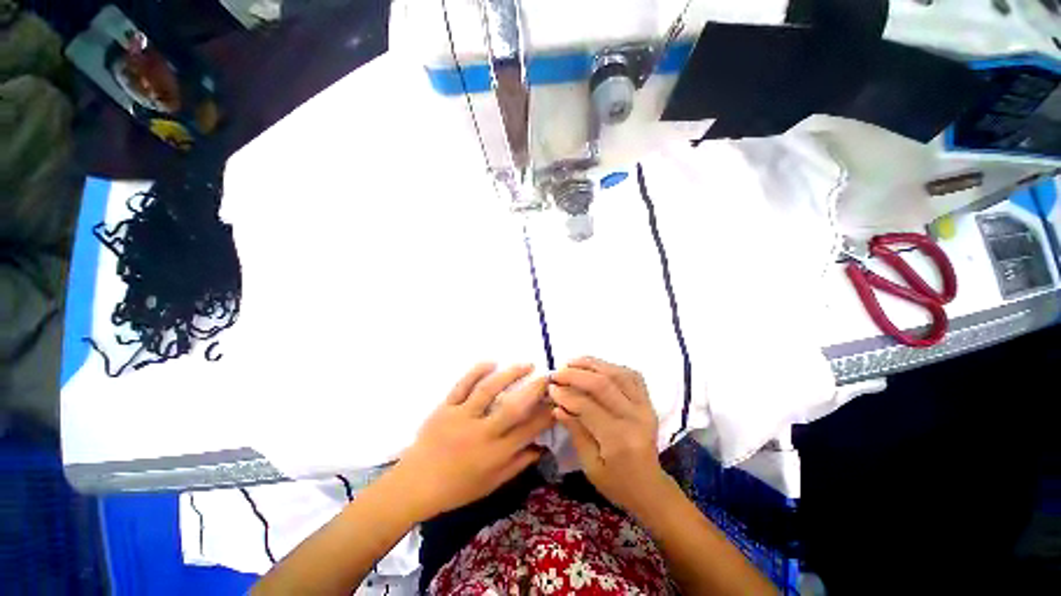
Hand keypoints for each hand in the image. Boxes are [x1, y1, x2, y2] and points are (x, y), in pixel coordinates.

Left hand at [388, 363, 553, 520]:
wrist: (415, 484)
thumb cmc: (456, 488)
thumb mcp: (491, 483)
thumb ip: (517, 464)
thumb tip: (540, 447)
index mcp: (495, 454)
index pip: (528, 430)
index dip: (546, 414)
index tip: (556, 401)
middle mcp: (482, 433)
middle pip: (513, 406)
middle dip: (534, 389)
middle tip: (547, 376)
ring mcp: (462, 416)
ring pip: (489, 389)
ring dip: (510, 374)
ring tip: (526, 364)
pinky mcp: (445, 407)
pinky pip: (462, 385)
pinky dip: (476, 371)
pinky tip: (491, 362)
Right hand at [549, 357, 670, 515]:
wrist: (650, 488)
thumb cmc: (617, 483)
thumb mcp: (590, 466)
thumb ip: (575, 432)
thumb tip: (557, 407)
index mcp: (619, 439)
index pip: (588, 407)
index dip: (566, 395)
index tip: (550, 388)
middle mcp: (635, 417)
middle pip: (603, 384)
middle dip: (576, 374)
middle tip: (558, 373)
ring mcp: (645, 407)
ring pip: (618, 374)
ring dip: (593, 364)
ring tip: (572, 362)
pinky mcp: (648, 402)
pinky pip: (632, 375)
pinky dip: (612, 367)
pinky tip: (596, 366)